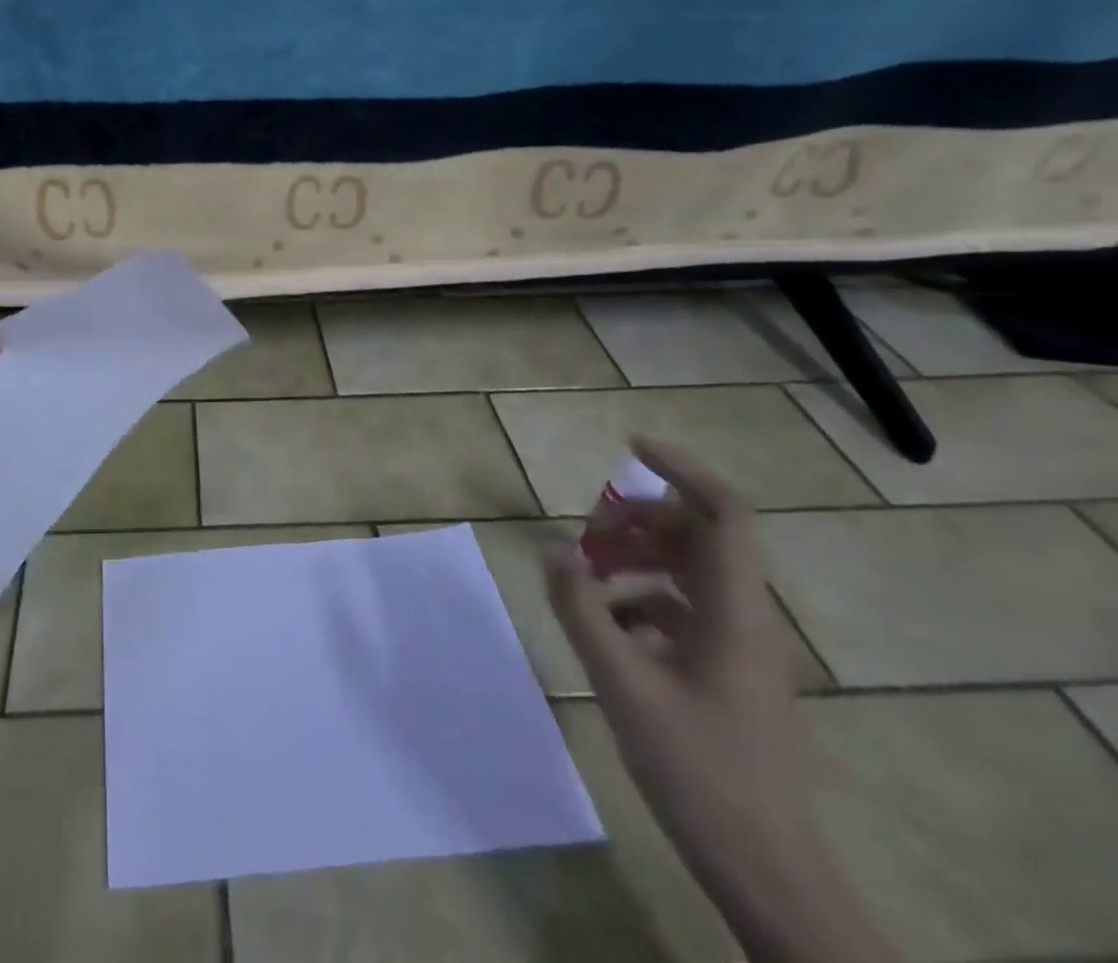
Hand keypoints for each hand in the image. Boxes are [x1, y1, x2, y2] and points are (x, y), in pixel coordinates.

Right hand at [544, 438, 809, 902]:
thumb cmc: (697, 768)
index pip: (724, 513)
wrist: (763, 867)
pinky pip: (681, 608)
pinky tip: (604, 625)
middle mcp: (744, 617)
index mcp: (733, 611)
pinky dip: (639, 598)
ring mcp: (738, 645)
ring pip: (687, 570)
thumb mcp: (622, 682)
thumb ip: (581, 608)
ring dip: (634, 558)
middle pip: (698, 535)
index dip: (683, 470)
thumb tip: (550, 548)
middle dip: (638, 520)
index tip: (631, 446)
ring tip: (584, 575)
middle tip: (585, 535)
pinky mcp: (725, 670)